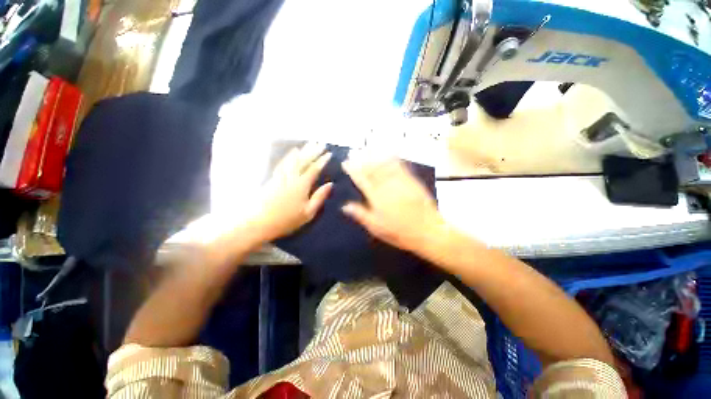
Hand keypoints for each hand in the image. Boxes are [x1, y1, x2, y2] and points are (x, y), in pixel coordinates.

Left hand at [251, 143, 332, 241]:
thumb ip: (319, 197)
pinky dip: (289, 156)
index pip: (314, 169)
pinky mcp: (273, 178)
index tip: (329, 153)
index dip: (322, 161)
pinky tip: (291, 153)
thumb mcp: (308, 212)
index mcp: (302, 185)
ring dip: (302, 151)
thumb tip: (330, 184)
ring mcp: (281, 176)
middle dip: (313, 151)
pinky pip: (283, 163)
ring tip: (308, 144)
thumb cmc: (286, 220)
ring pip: (293, 160)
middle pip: (303, 161)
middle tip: (320, 143)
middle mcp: (292, 177)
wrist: (258, 221)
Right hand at [341, 158, 446, 252]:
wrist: (427, 230)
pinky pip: (400, 166)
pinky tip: (388, 152)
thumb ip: (361, 214)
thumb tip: (345, 206)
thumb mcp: (376, 227)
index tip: (345, 162)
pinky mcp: (411, 181)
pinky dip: (393, 158)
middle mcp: (386, 187)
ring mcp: (399, 182)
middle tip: (353, 152)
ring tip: (366, 148)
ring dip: (374, 155)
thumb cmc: (399, 232)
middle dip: (361, 159)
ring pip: (384, 165)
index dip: (352, 170)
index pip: (361, 180)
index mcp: (376, 198)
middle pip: (371, 169)